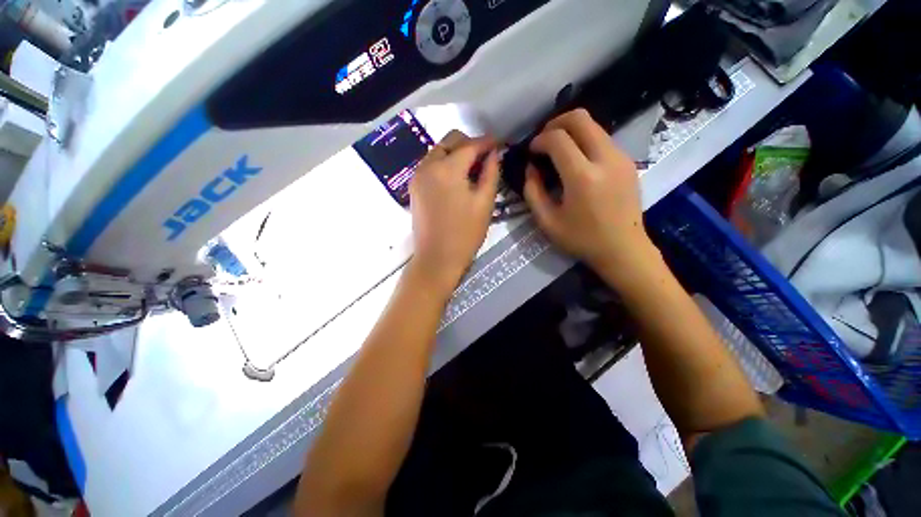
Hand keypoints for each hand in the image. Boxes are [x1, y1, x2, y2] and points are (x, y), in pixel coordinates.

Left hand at [409, 131, 500, 294]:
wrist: (437, 259)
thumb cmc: (465, 234)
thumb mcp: (484, 203)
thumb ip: (491, 173)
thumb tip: (494, 154)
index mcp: (447, 169)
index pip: (469, 145)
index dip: (487, 142)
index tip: (499, 143)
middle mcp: (427, 166)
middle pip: (450, 141)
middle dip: (469, 144)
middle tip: (485, 157)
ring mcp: (417, 176)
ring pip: (438, 152)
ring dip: (456, 153)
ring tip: (472, 169)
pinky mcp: (414, 187)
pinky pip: (430, 165)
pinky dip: (444, 164)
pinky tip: (456, 178)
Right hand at [523, 109, 655, 283]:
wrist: (623, 249)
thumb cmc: (582, 239)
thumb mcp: (547, 221)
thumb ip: (533, 192)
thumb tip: (531, 168)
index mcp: (582, 177)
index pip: (558, 139)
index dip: (539, 140)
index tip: (532, 151)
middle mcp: (605, 159)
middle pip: (580, 118)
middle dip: (556, 123)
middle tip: (543, 140)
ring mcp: (621, 158)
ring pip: (594, 126)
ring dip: (571, 131)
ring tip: (558, 151)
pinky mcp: (628, 162)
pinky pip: (603, 139)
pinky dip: (585, 141)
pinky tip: (577, 161)